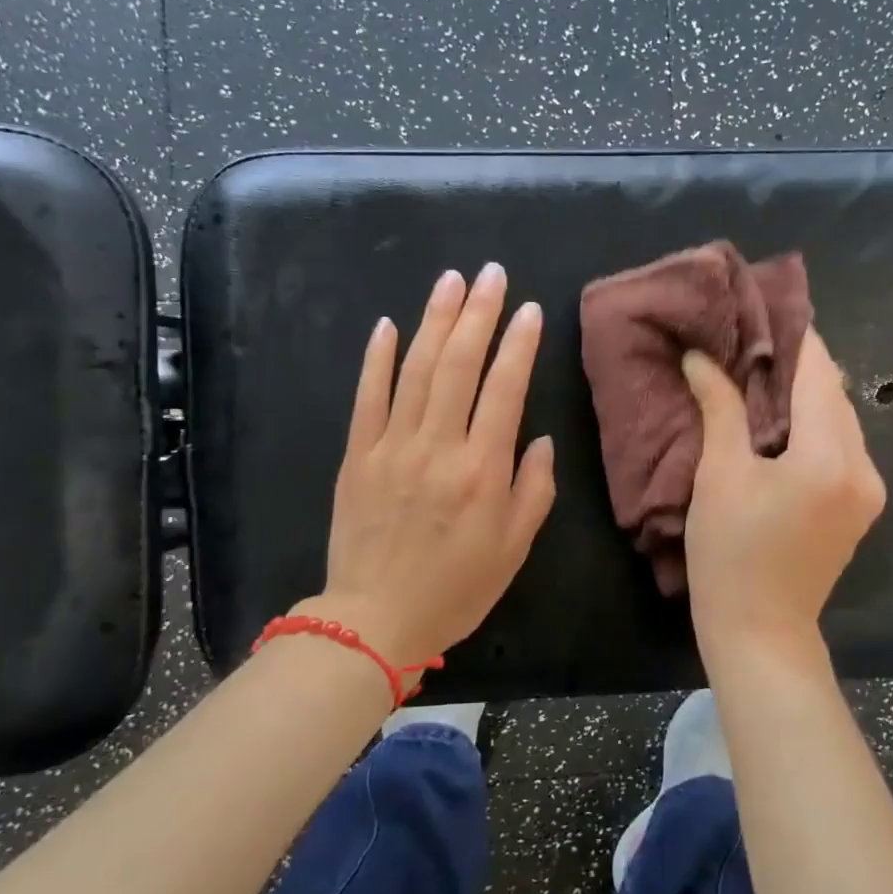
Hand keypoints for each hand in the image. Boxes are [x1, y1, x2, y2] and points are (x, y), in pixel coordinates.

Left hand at [304, 263, 555, 677]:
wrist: (374, 619)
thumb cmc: (455, 589)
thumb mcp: (514, 549)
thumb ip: (533, 489)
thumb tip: (536, 438)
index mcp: (482, 471)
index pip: (505, 389)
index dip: (518, 345)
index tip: (528, 309)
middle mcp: (437, 447)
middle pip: (459, 365)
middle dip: (478, 313)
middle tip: (491, 273)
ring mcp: (391, 447)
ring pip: (416, 370)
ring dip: (434, 320)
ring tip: (451, 281)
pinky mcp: (356, 456)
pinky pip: (367, 397)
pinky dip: (377, 358)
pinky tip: (388, 325)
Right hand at [681, 329, 885, 662]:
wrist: (760, 631)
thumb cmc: (730, 554)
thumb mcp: (720, 476)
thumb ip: (721, 408)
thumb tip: (703, 358)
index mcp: (831, 457)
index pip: (818, 373)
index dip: (792, 335)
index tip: (762, 307)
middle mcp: (864, 467)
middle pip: (833, 394)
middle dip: (794, 364)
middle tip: (747, 340)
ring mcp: (868, 489)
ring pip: (838, 419)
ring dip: (802, 395)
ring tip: (756, 375)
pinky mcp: (859, 505)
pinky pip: (838, 446)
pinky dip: (810, 426)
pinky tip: (776, 421)